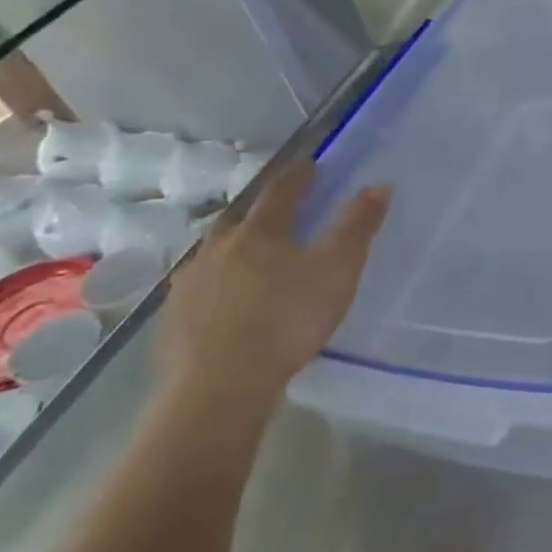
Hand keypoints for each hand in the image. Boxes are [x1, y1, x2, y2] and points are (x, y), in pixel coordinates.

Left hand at [158, 159, 388, 411]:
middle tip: (280, 210)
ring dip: (235, 246)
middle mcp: (218, 248)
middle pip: (241, 217)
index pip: (281, 191)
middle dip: (262, 209)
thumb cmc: (288, 319)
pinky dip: (217, 283)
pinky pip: (200, 287)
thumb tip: (379, 185)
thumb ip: (357, 226)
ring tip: (252, 255)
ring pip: (215, 252)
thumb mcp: (338, 269)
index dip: (299, 175)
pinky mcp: (173, 319)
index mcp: (259, 231)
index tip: (310, 164)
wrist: (219, 387)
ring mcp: (189, 284)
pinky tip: (226, 299)